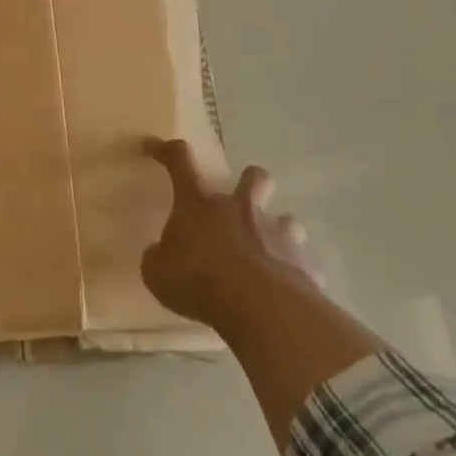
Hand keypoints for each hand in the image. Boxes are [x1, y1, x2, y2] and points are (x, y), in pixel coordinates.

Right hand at [140, 138, 317, 326]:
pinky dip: (294, 274)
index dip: (164, 150)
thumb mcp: (158, 273)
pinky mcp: (304, 265)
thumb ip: (158, 258)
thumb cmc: (199, 280)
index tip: (152, 146)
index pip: (179, 161)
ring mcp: (277, 234)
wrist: (260, 308)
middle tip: (242, 200)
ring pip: (287, 220)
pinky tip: (286, 292)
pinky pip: (303, 266)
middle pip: (255, 177)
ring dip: (277, 231)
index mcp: (199, 204)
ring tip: (267, 253)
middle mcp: (240, 209)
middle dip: (251, 182)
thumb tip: (160, 253)